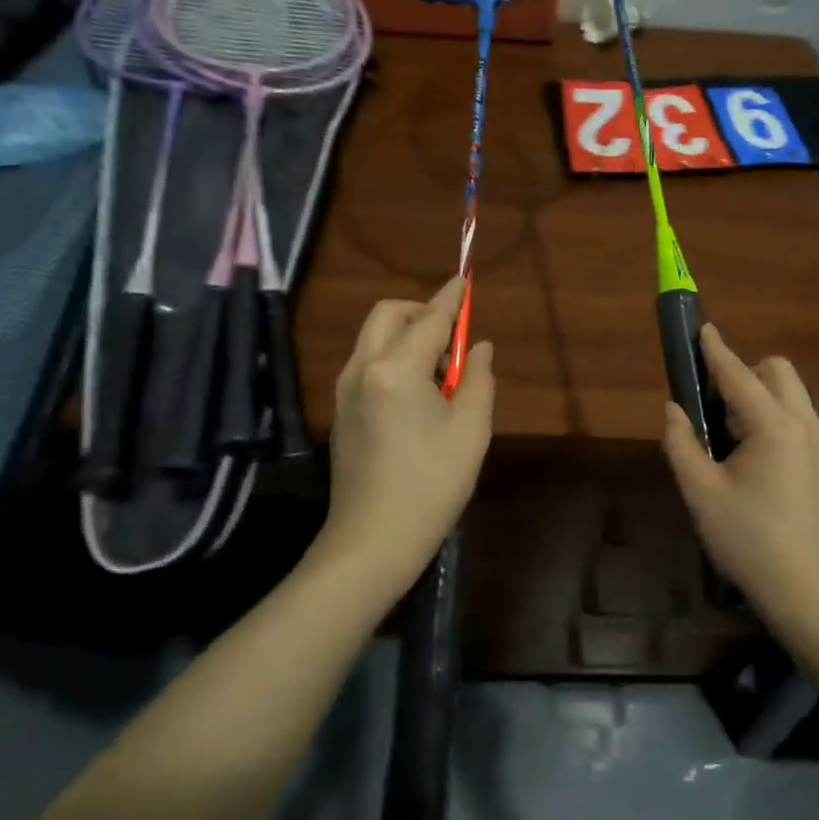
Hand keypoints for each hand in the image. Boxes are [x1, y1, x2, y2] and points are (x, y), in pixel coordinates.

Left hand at [321, 275, 494, 595]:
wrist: (372, 541)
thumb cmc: (432, 485)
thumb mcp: (471, 430)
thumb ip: (478, 378)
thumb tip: (478, 347)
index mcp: (395, 369)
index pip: (429, 319)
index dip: (451, 298)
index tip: (465, 278)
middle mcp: (362, 369)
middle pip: (388, 315)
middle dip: (421, 312)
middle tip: (452, 338)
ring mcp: (344, 391)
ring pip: (373, 338)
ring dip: (406, 336)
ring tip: (439, 373)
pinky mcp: (340, 411)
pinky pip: (367, 363)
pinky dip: (392, 358)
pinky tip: (416, 395)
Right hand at [662, 325, 818, 627]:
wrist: (808, 592)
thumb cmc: (747, 540)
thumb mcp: (700, 493)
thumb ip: (681, 443)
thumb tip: (673, 409)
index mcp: (773, 427)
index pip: (738, 375)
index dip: (716, 350)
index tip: (702, 328)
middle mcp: (805, 427)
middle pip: (779, 372)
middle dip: (747, 372)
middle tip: (717, 406)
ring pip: (794, 399)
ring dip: (763, 399)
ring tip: (735, 440)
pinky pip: (803, 425)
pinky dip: (779, 424)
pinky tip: (761, 468)